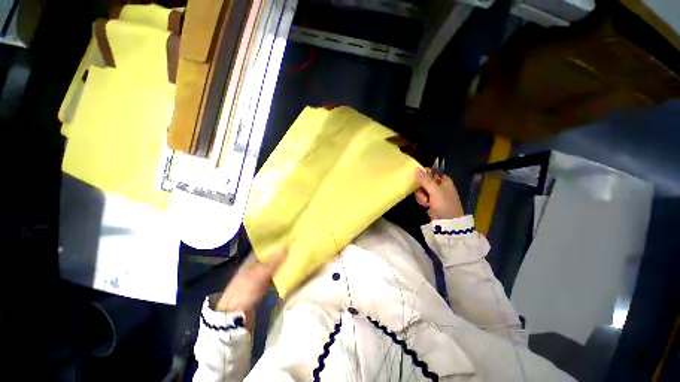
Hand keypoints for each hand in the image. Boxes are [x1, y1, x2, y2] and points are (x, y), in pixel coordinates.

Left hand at [217, 250, 286, 329]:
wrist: (235, 315)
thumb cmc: (245, 290)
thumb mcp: (259, 274)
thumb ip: (273, 262)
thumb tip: (285, 247)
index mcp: (250, 261)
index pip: (263, 249)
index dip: (274, 244)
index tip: (287, 240)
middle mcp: (253, 267)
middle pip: (269, 258)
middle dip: (279, 255)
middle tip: (294, 249)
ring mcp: (257, 278)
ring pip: (272, 268)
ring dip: (280, 265)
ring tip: (294, 259)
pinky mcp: (261, 288)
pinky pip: (272, 278)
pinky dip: (279, 276)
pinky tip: (289, 274)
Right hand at [414, 168, 463, 219]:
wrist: (448, 221)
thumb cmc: (444, 204)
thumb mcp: (435, 190)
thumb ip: (425, 180)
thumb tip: (416, 169)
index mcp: (443, 179)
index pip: (431, 171)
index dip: (423, 174)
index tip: (416, 178)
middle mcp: (439, 185)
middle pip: (424, 180)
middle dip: (421, 187)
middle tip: (422, 192)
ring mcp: (434, 193)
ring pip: (421, 189)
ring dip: (421, 195)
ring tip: (426, 201)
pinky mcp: (430, 200)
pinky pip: (421, 196)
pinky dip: (422, 200)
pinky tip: (425, 205)